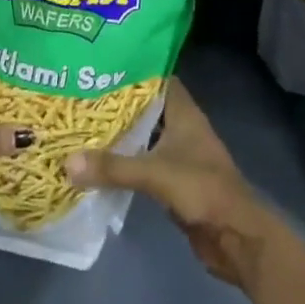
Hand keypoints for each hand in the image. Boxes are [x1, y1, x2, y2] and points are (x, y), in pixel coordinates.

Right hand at [65, 78, 281, 289]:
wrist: (237, 239)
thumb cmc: (203, 190)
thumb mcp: (155, 173)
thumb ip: (113, 167)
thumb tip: (67, 162)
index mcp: (183, 112)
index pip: (156, 77)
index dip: (131, 68)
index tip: (99, 64)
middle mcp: (180, 127)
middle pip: (145, 106)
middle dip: (116, 102)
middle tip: (80, 93)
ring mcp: (178, 155)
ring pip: (143, 135)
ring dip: (118, 133)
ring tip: (81, 123)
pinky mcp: (173, 181)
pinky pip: (142, 162)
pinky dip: (123, 161)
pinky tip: (97, 161)